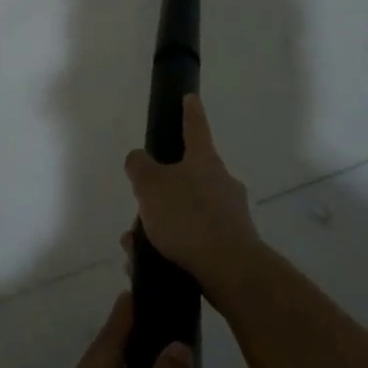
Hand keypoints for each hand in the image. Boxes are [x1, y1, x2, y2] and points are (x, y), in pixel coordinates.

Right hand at [123, 95, 260, 292]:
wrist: (229, 270)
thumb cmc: (187, 217)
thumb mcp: (149, 185)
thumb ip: (139, 166)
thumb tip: (139, 158)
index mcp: (204, 160)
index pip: (195, 127)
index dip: (190, 112)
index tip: (190, 97)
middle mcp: (222, 182)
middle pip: (188, 176)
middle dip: (161, 191)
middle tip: (139, 207)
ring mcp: (230, 214)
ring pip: (187, 211)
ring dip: (162, 224)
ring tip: (135, 245)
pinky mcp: (231, 245)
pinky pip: (195, 239)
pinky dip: (172, 246)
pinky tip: (151, 262)